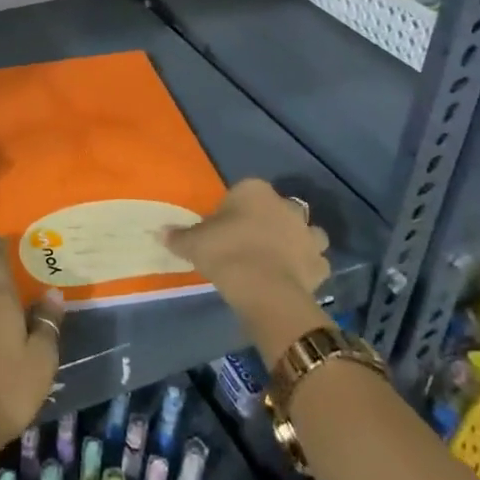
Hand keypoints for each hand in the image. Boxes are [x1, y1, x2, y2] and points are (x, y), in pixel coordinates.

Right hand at [165, 179, 334, 363]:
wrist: (264, 289)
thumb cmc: (225, 253)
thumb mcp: (193, 243)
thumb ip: (178, 236)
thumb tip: (160, 232)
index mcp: (254, 191)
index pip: (243, 191)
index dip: (234, 208)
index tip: (223, 227)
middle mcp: (285, 206)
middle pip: (279, 207)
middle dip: (271, 219)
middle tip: (251, 240)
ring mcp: (307, 234)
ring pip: (306, 231)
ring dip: (296, 240)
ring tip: (278, 257)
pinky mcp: (319, 263)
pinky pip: (315, 261)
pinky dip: (307, 267)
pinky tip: (293, 277)